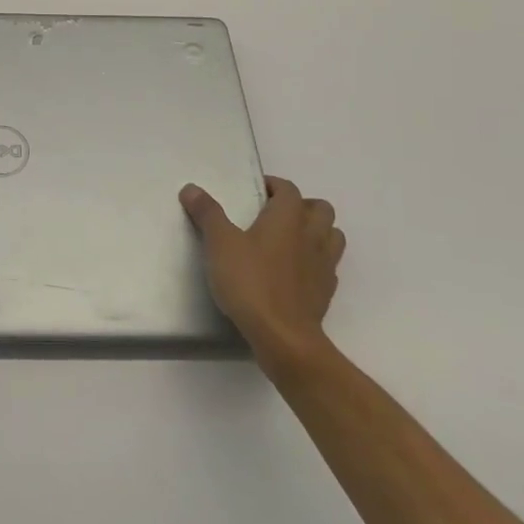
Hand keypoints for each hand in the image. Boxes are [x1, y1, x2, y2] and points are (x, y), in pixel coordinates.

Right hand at [181, 176, 344, 366]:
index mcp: (288, 217)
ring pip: (332, 236)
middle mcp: (312, 235)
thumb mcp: (219, 244)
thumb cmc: (250, 282)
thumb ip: (207, 213)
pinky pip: (328, 266)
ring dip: (316, 232)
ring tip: (290, 241)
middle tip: (275, 215)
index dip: (274, 186)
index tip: (256, 191)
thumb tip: (191, 188)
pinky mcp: (326, 292)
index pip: (289, 189)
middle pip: (320, 209)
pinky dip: (315, 262)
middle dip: (302, 206)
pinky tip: (294, 272)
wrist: (283, 337)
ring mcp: (324, 265)